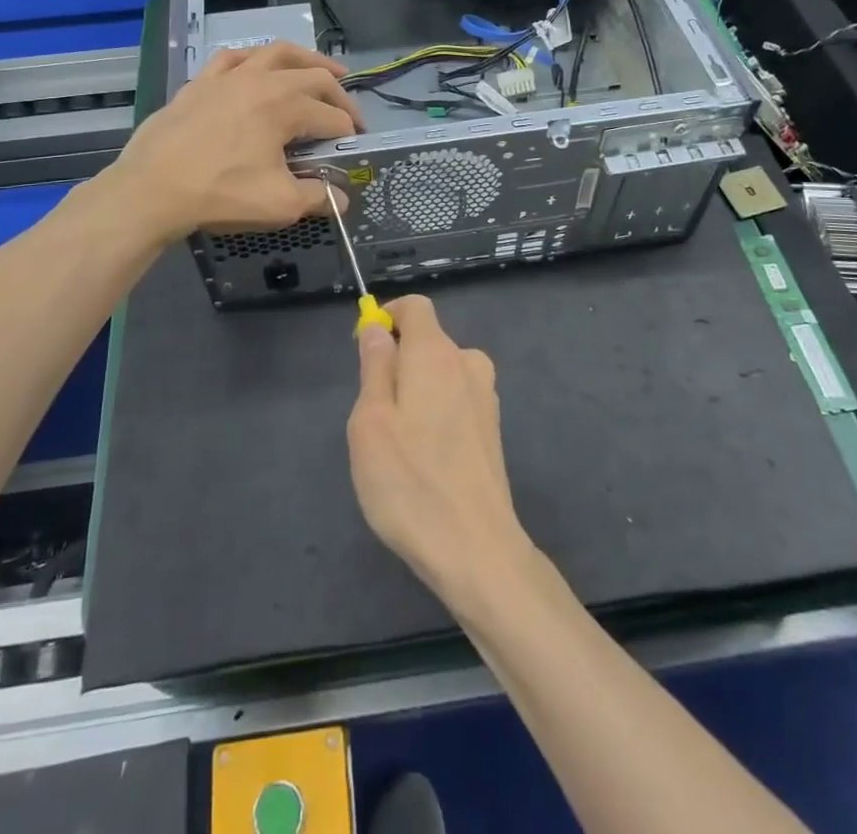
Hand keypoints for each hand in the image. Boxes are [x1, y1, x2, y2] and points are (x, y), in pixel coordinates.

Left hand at [110, 41, 363, 241]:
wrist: (151, 189)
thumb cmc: (220, 193)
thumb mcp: (279, 204)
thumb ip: (317, 197)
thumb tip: (341, 199)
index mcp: (286, 106)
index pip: (332, 117)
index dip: (349, 134)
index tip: (354, 148)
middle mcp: (263, 80)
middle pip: (315, 77)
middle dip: (340, 95)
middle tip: (349, 115)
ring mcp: (229, 76)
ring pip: (277, 53)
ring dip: (306, 59)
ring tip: (321, 69)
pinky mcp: (201, 82)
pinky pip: (233, 58)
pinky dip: (254, 59)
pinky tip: (258, 66)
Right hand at [347, 296, 536, 607]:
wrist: (477, 551)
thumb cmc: (410, 483)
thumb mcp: (371, 421)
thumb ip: (374, 366)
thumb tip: (376, 327)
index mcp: (436, 353)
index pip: (415, 306)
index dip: (387, 317)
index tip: (364, 351)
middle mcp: (467, 363)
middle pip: (426, 340)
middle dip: (396, 362)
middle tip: (373, 416)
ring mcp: (485, 397)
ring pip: (439, 373)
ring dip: (415, 391)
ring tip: (398, 445)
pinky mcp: (492, 428)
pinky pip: (455, 400)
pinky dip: (435, 413)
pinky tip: (426, 461)